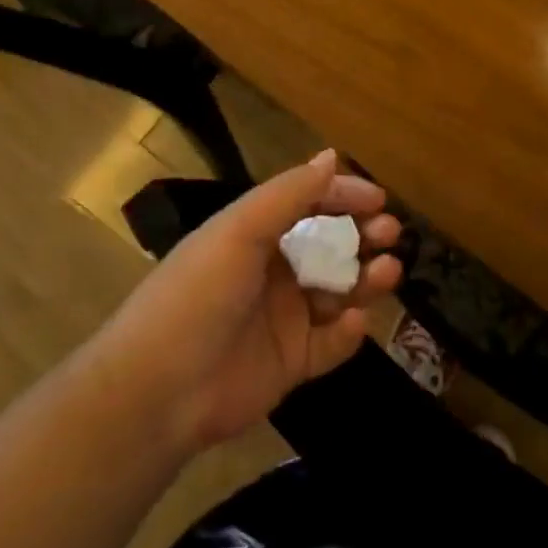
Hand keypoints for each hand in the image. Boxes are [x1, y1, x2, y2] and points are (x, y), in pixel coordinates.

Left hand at [104, 150, 402, 456]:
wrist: (159, 391)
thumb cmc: (198, 294)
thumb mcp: (240, 230)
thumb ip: (289, 193)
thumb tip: (331, 156)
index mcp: (256, 234)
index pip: (308, 204)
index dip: (343, 196)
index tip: (379, 200)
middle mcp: (273, 271)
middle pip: (330, 246)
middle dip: (363, 235)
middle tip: (388, 234)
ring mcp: (284, 318)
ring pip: (339, 291)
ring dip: (365, 279)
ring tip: (387, 272)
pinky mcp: (291, 363)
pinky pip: (331, 344)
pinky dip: (348, 332)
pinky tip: (352, 321)